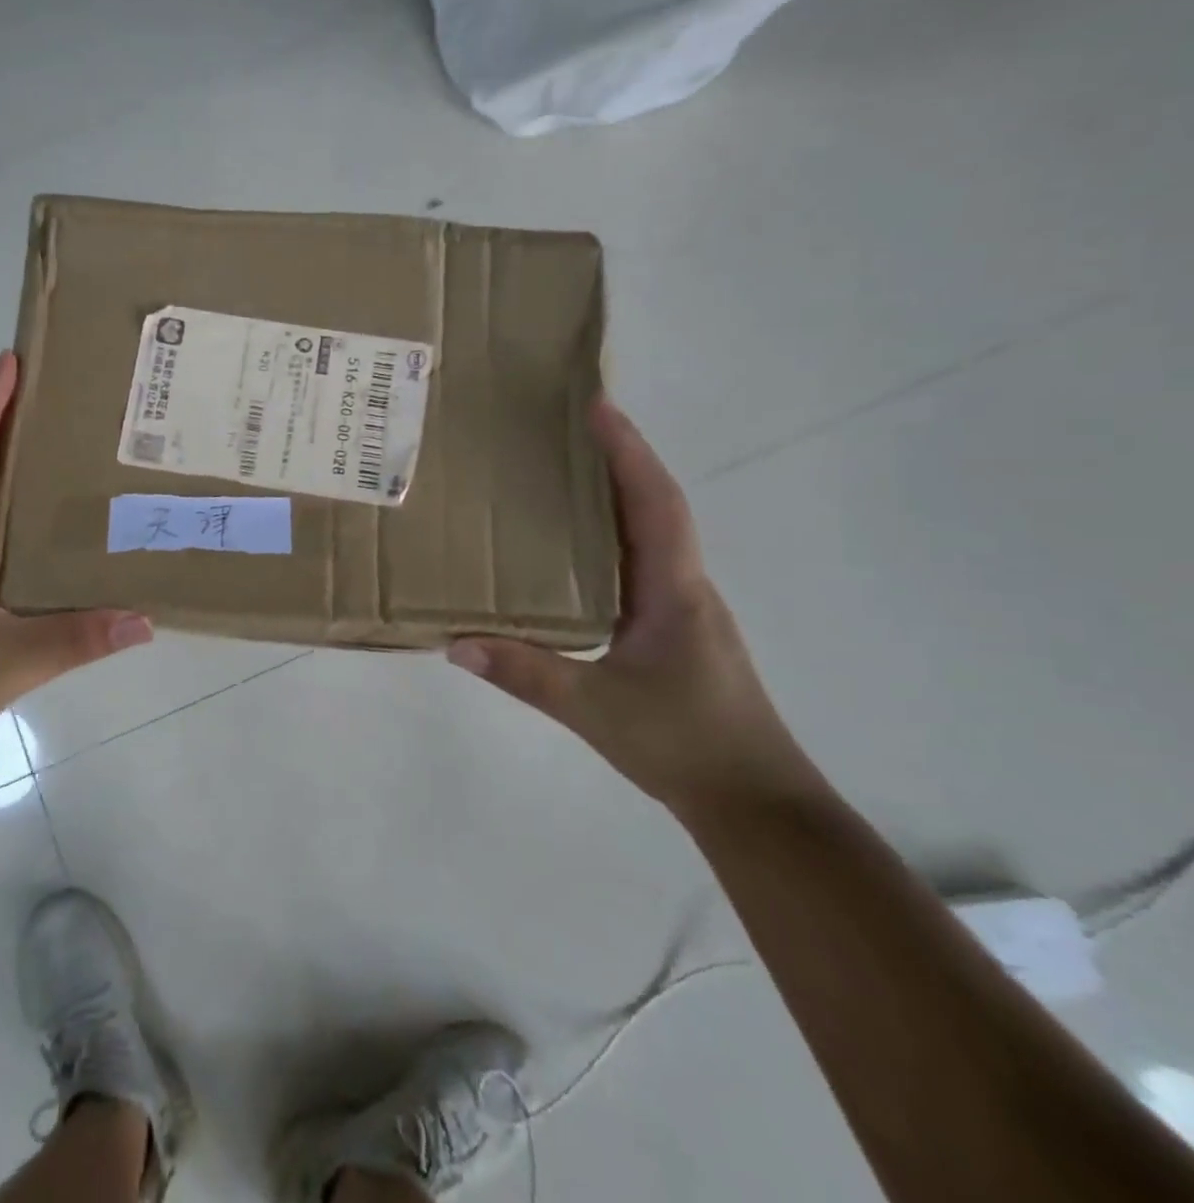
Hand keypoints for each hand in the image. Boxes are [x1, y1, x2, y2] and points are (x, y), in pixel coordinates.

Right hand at [447, 402, 813, 814]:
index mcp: (674, 590)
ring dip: (612, 496)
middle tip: (562, 429)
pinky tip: (568, 552)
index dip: (628, 451)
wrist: (755, 803)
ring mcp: (680, 608)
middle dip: (615, 460)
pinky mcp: (671, 629)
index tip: (597, 406)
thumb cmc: (685, 744)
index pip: (655, 502)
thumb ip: (526, 675)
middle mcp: (682, 586)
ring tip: (558, 474)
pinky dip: (606, 539)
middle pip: (652, 505)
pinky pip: (635, 565)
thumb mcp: (596, 710)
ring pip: (646, 535)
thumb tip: (455, 643)